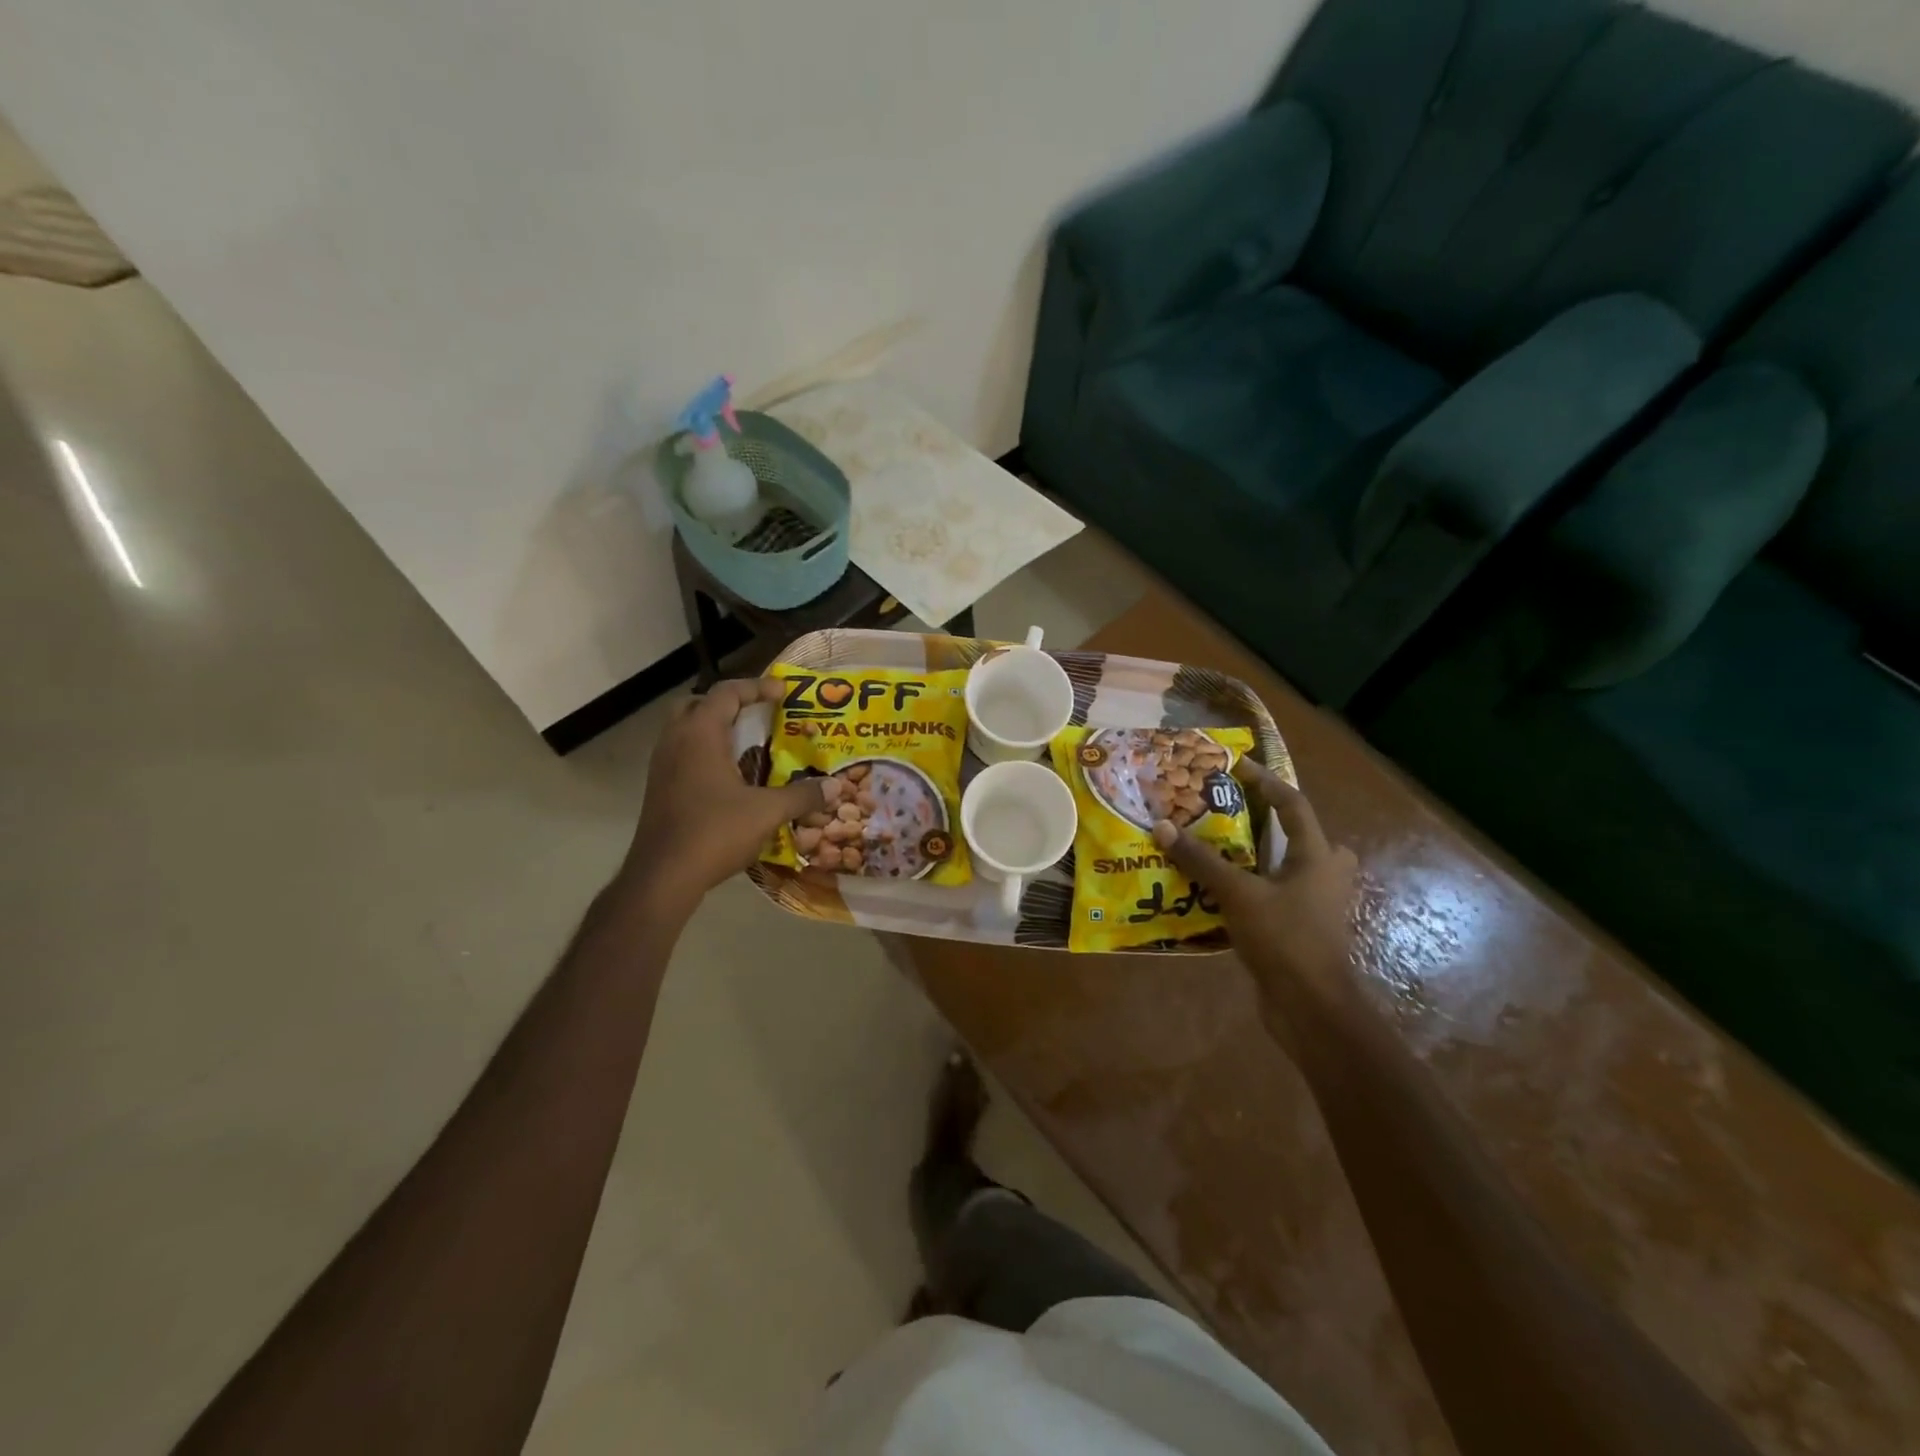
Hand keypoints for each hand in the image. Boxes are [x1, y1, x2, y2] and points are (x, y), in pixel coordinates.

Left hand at [622, 678, 826, 907]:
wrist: (662, 876)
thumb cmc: (714, 832)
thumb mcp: (766, 812)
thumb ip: (802, 796)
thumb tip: (834, 787)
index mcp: (700, 734)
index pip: (727, 693)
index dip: (757, 687)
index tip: (784, 692)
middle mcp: (676, 741)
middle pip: (698, 704)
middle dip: (728, 704)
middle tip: (757, 715)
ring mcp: (662, 766)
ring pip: (686, 730)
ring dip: (715, 730)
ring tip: (748, 744)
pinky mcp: (659, 789)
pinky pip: (683, 755)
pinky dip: (706, 753)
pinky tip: (730, 777)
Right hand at [1151, 761, 1358, 1026]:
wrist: (1311, 1007)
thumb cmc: (1285, 939)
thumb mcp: (1239, 894)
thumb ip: (1202, 860)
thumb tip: (1162, 827)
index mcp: (1318, 855)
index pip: (1292, 803)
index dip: (1264, 781)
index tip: (1233, 766)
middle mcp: (1322, 872)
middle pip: (1292, 833)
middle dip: (1259, 820)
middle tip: (1222, 811)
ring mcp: (1313, 902)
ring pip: (1280, 865)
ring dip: (1249, 855)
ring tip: (1211, 846)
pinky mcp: (1299, 926)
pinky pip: (1271, 892)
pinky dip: (1247, 884)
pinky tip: (1213, 888)